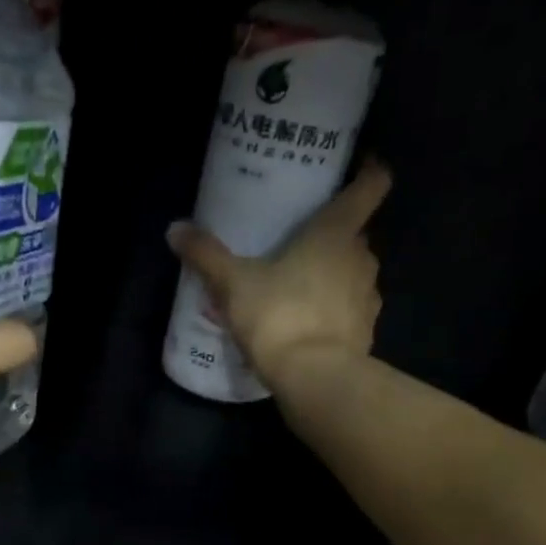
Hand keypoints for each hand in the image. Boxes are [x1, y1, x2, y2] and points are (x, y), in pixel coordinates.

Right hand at [168, 160, 390, 391]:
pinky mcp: (366, 331)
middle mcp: (362, 258)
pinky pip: (351, 310)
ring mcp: (368, 297)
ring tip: (300, 285)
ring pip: (353, 273)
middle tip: (300, 239)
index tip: (359, 166)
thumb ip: (206, 255)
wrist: (314, 378)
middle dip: (333, 234)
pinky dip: (334, 310)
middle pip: (355, 234)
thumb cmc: (278, 316)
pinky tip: (308, 323)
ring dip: (333, 274)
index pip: (371, 186)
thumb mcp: (232, 284)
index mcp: (336, 233)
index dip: (369, 171)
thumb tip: (175, 229)